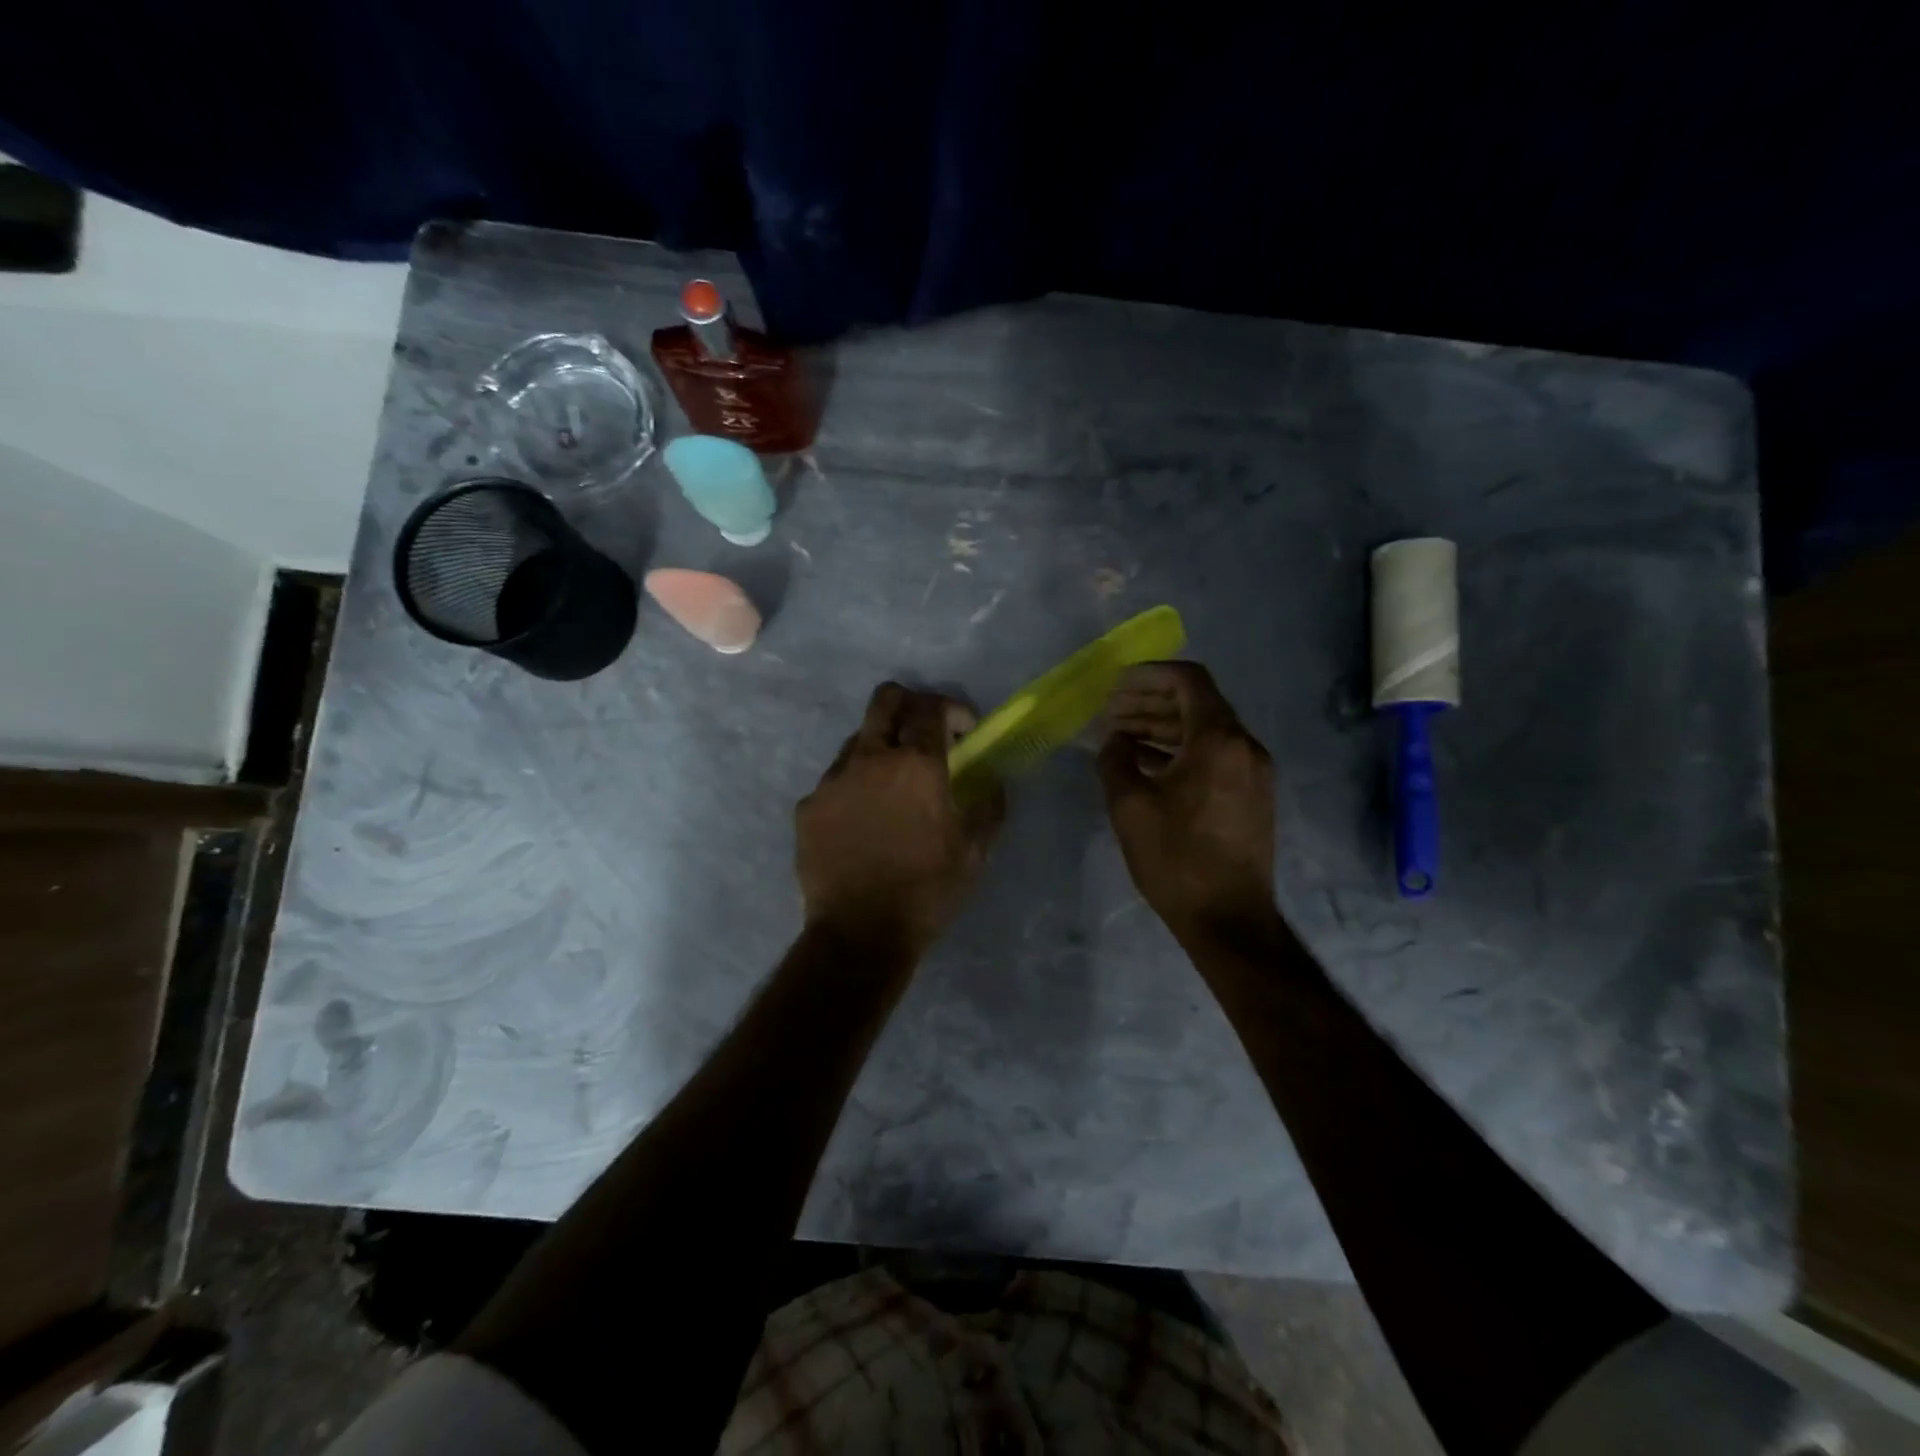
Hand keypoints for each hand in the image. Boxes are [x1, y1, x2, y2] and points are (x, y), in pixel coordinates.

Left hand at [797, 682, 1004, 956]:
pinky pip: (835, 780)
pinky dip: (855, 786)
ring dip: (881, 749)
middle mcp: (870, 759)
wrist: (860, 934)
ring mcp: (833, 780)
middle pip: (885, 700)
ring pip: (858, 740)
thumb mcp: (975, 852)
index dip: (952, 709)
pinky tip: (863, 821)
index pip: (930, 706)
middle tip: (925, 734)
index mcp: (916, 765)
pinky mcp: (808, 806)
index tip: (964, 731)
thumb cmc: (927, 891)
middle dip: (910, 704)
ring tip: (892, 787)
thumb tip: (991, 781)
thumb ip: (989, 806)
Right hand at [1098, 662, 1278, 945]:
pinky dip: (1180, 751)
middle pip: (1196, 703)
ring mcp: (1253, 771)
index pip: (1188, 680)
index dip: (1149, 674)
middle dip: (1150, 702)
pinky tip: (1147, 764)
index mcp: (1219, 740)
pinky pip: (1214, 756)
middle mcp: (1244, 746)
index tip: (1116, 684)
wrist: (1229, 919)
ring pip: (1204, 730)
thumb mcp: (1130, 806)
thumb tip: (1115, 739)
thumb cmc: (1177, 859)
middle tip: (1110, 714)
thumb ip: (1116, 759)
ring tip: (1120, 738)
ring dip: (1162, 728)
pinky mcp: (1252, 795)